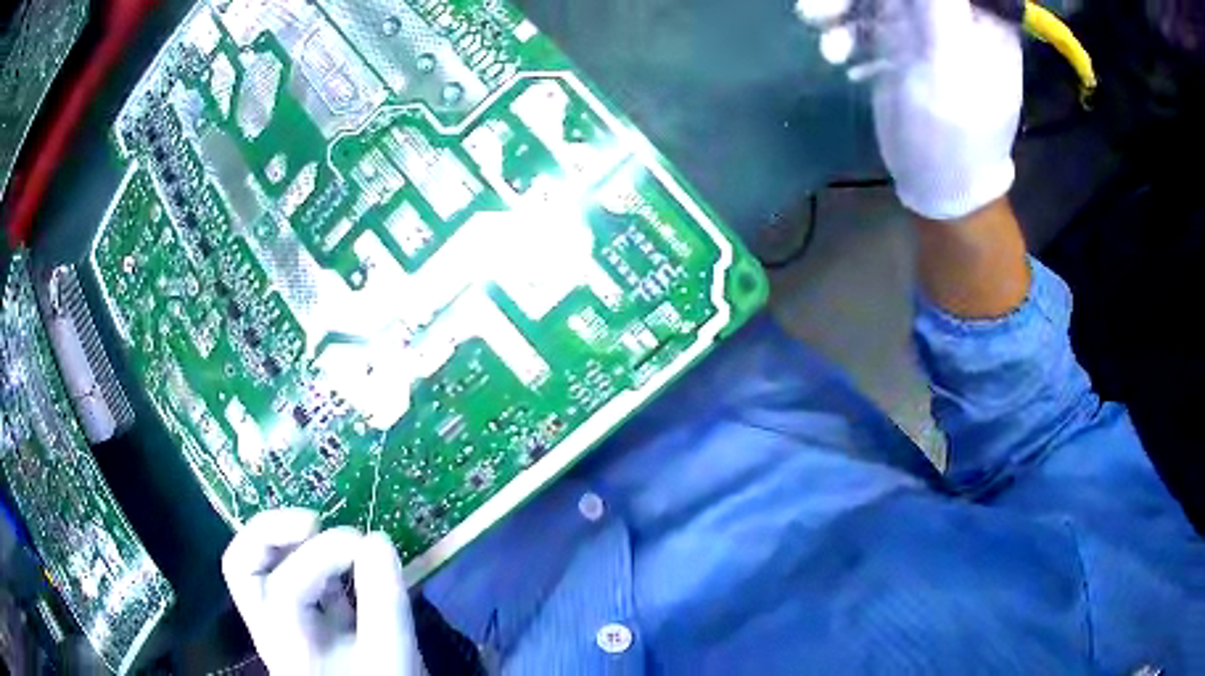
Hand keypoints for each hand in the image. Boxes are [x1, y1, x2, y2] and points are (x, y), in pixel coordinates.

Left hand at [222, 508, 424, 674]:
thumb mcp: (391, 657)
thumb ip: (384, 603)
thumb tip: (377, 540)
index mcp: (287, 645)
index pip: (286, 587)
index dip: (322, 554)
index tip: (365, 544)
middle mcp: (272, 631)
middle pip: (242, 568)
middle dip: (272, 533)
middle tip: (313, 522)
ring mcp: (284, 627)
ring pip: (260, 570)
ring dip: (287, 543)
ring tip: (323, 532)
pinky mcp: (304, 626)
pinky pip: (294, 581)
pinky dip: (312, 562)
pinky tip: (344, 563)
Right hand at [797, 0, 1022, 219]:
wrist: (940, 187)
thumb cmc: (957, 135)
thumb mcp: (949, 67)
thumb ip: (937, 7)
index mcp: (981, 19)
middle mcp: (956, 18)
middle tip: (820, 6)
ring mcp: (927, 32)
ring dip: (843, 10)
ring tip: (818, 27)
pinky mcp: (903, 48)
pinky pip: (868, 24)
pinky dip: (846, 33)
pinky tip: (836, 55)